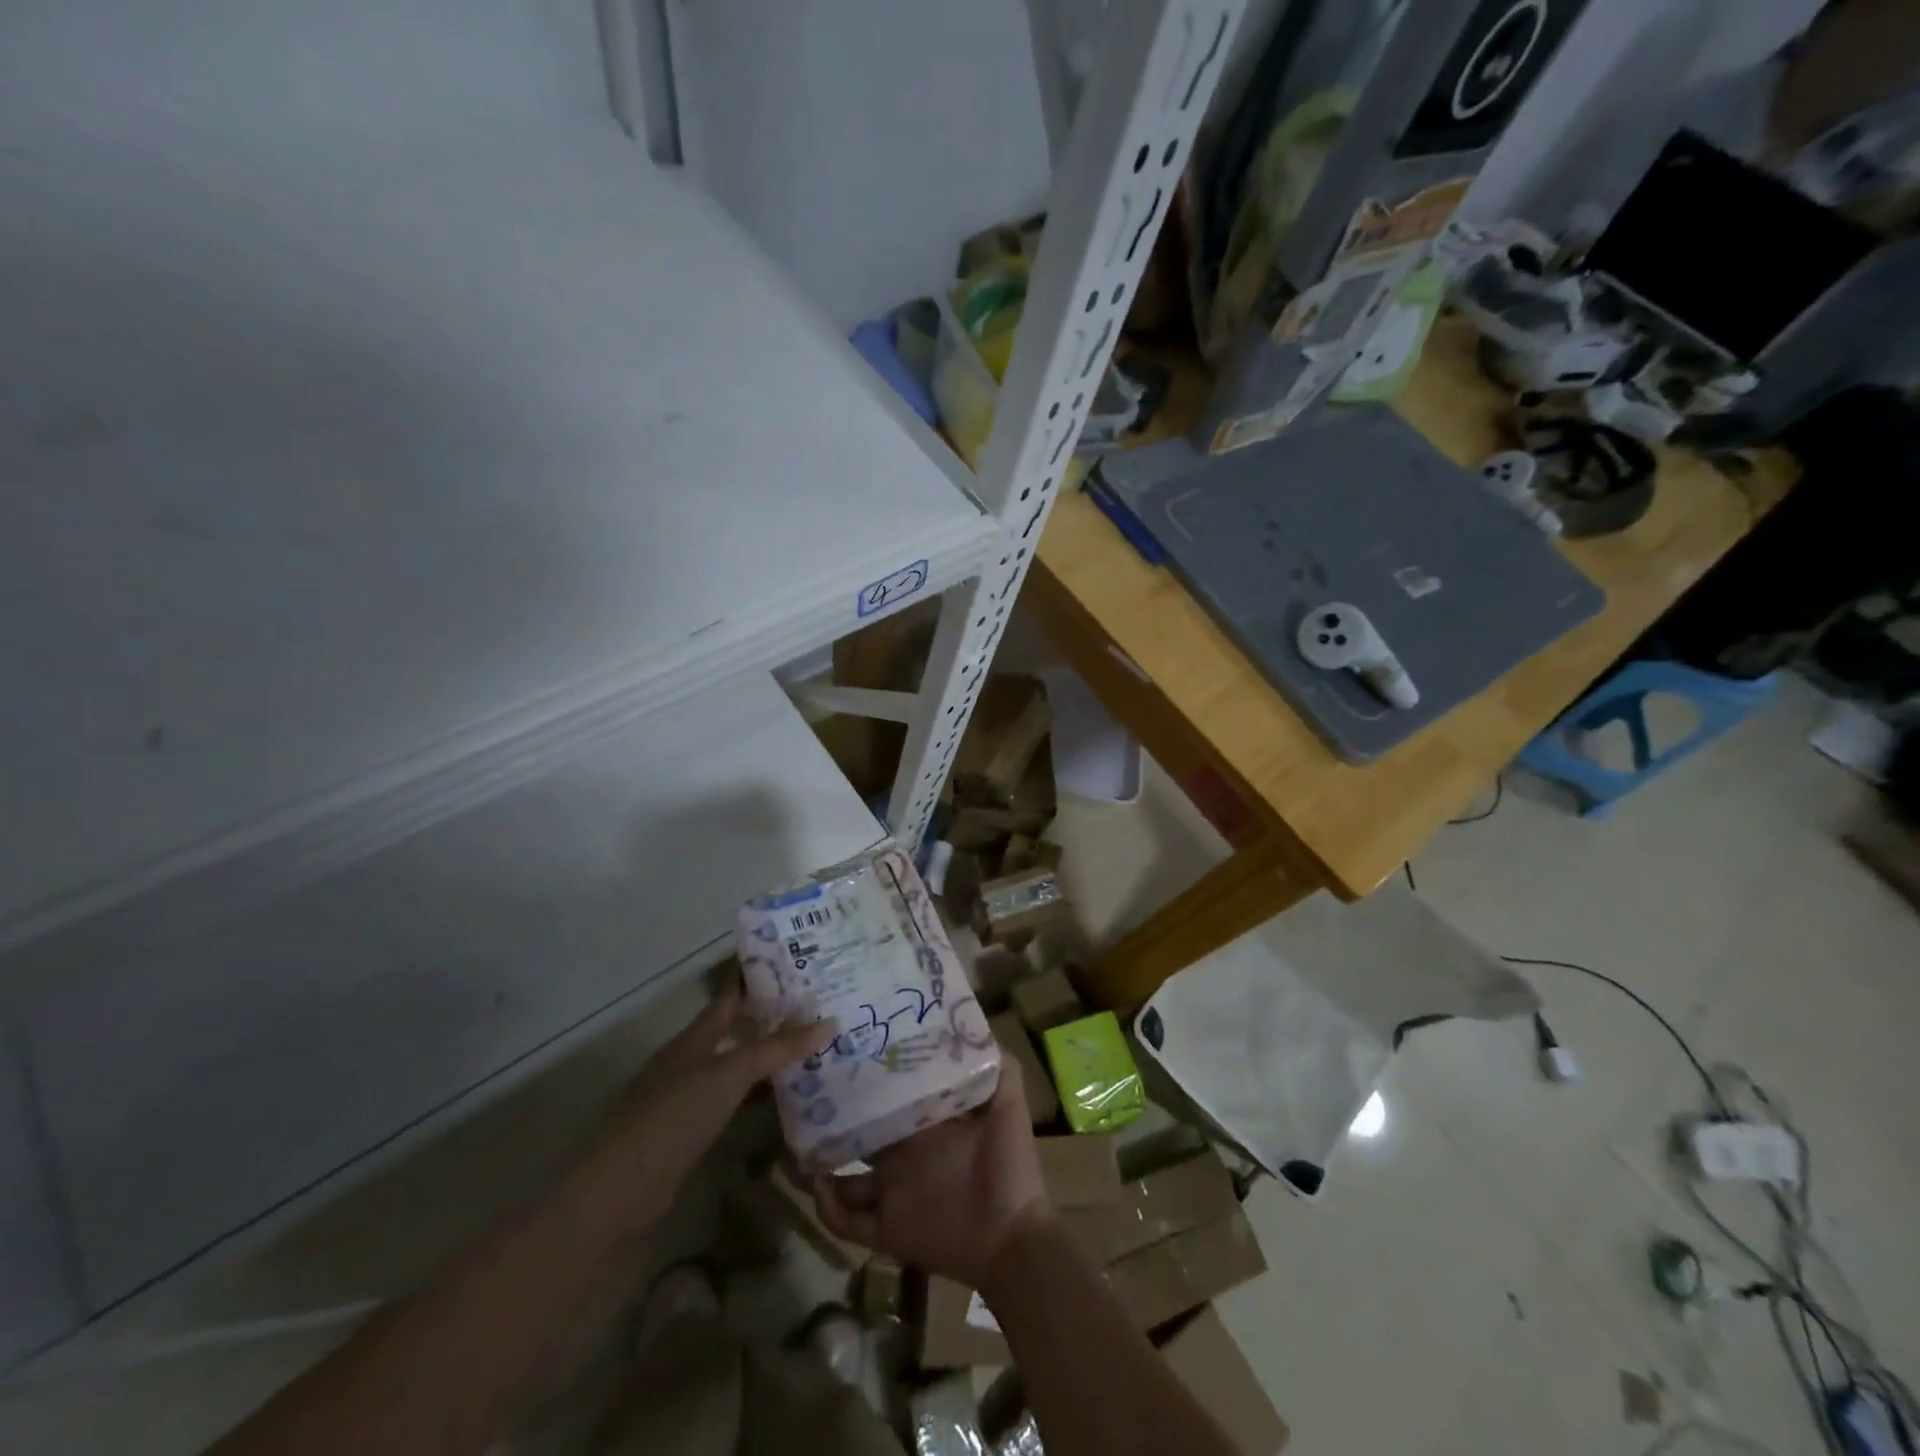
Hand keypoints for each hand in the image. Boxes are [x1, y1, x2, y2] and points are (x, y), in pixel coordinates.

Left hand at [570, 987, 835, 1238]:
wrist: (620, 1191)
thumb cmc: (674, 1116)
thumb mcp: (730, 1075)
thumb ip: (777, 1049)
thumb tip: (830, 1023)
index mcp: (694, 1038)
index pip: (730, 997)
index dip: (758, 979)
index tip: (796, 965)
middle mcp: (689, 1061)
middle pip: (736, 1032)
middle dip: (772, 1020)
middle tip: (819, 1010)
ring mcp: (687, 1098)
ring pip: (736, 1068)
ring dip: (768, 1060)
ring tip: (812, 1051)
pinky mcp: (689, 1133)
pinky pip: (732, 1102)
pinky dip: (757, 1096)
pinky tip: (783, 1100)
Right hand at [811, 1073, 1050, 1290]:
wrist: (1013, 1237)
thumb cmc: (1010, 1166)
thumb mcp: (1008, 1106)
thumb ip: (999, 1067)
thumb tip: (974, 1025)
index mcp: (925, 1125)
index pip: (889, 1099)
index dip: (869, 1081)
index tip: (845, 1057)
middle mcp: (903, 1154)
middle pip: (859, 1135)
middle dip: (834, 1120)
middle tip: (807, 1097)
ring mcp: (893, 1192)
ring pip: (844, 1180)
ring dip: (820, 1167)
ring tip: (796, 1147)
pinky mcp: (888, 1229)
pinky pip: (848, 1224)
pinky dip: (828, 1210)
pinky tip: (818, 1187)